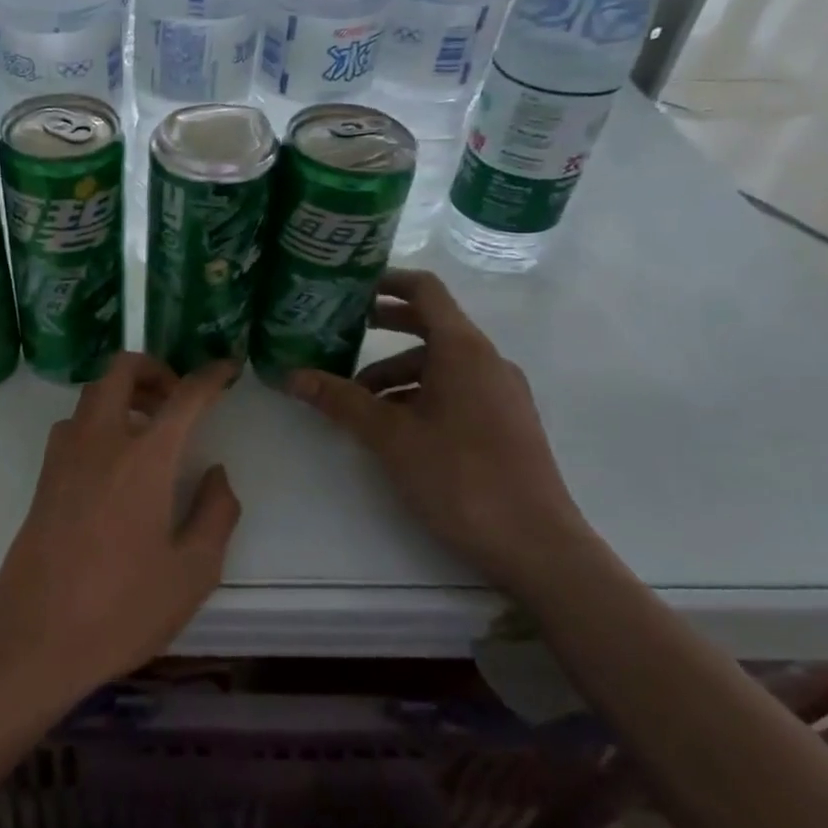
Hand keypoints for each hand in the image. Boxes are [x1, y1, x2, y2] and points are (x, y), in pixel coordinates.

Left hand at [0, 353, 241, 704]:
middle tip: (177, 397)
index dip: (211, 376)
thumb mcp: (193, 572)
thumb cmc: (123, 609)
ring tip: (150, 429)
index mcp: (144, 458)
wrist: (36, 639)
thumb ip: (216, 513)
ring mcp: (65, 456)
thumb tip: (216, 473)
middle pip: (121, 370)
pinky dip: (100, 419)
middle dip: (154, 368)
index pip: (184, 397)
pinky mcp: (44, 477)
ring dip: (124, 393)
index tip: (228, 368)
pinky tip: (115, 460)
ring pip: (93, 394)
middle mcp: (101, 441)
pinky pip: (74, 424)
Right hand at [285, 269, 595, 598]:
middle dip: (383, 329)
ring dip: (396, 373)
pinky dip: (420, 394)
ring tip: (357, 401)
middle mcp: (487, 361)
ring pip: (440, 364)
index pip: (424, 291)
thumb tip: (290, 376)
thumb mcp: (390, 436)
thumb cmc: (460, 477)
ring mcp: (501, 392)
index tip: (348, 289)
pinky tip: (393, 427)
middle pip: (430, 326)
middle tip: (338, 336)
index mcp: (464, 350)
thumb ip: (340, 400)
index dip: (386, 282)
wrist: (537, 546)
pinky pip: (456, 389)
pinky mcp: (505, 422)